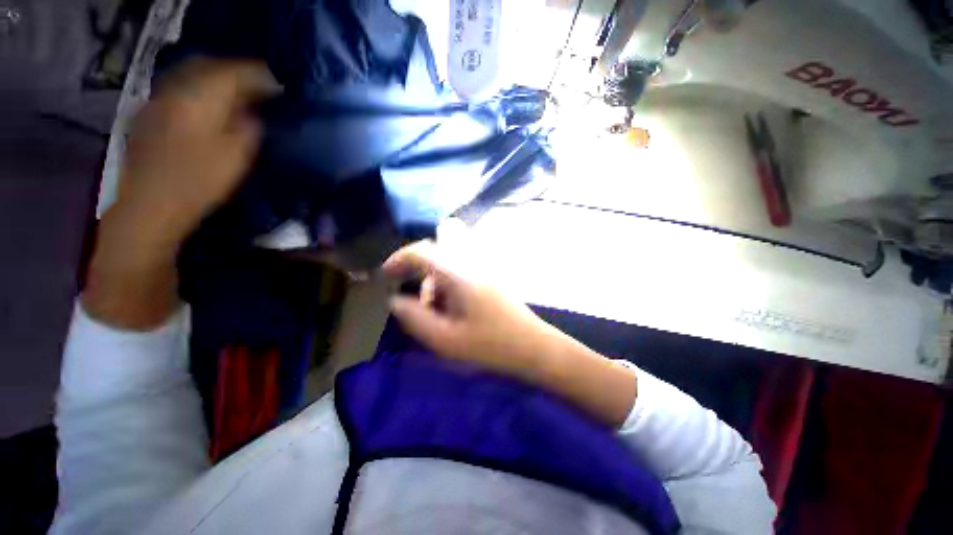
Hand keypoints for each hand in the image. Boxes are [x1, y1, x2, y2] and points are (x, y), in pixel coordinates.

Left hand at [116, 58, 278, 245]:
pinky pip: (177, 89)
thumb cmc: (198, 183)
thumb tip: (252, 114)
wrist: (150, 205)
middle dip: (234, 71)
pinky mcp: (148, 115)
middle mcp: (174, 92)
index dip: (256, 74)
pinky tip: (206, 104)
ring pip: (189, 76)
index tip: (277, 82)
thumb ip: (247, 129)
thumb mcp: (236, 157)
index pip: (231, 73)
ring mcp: (157, 102)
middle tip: (256, 84)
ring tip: (234, 92)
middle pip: (206, 66)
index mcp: (198, 100)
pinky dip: (197, 90)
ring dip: (214, 79)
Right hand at [383, 240, 564, 379]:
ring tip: (435, 308)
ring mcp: (484, 267)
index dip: (399, 258)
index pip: (422, 251)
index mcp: (458, 274)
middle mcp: (472, 262)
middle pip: (440, 242)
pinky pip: (463, 266)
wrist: (533, 347)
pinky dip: (449, 279)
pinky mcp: (491, 276)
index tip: (386, 274)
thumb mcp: (445, 339)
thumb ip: (415, 318)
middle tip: (415, 288)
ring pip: (451, 256)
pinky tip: (452, 306)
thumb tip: (395, 300)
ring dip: (436, 275)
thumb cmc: (490, 345)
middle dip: (421, 261)